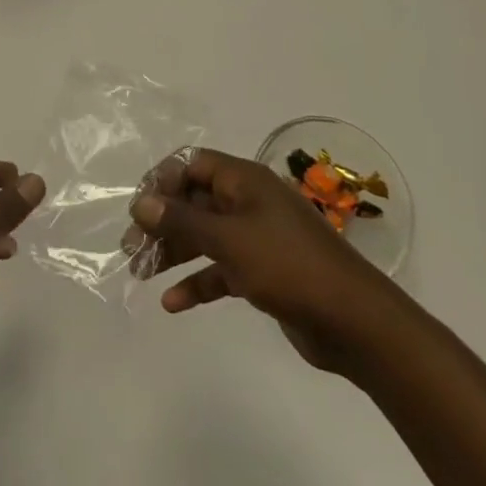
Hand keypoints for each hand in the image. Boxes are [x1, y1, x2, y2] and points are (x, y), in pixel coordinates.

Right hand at [129, 147, 386, 373]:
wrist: (353, 321)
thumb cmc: (288, 265)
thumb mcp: (229, 239)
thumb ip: (183, 220)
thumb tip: (141, 201)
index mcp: (244, 180)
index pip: (193, 164)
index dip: (163, 180)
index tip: (138, 208)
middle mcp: (248, 202)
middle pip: (195, 201)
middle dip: (162, 221)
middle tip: (131, 247)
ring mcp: (257, 237)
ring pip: (205, 236)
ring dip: (174, 251)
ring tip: (140, 272)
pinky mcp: (263, 272)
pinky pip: (221, 269)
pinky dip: (198, 282)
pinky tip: (173, 303)